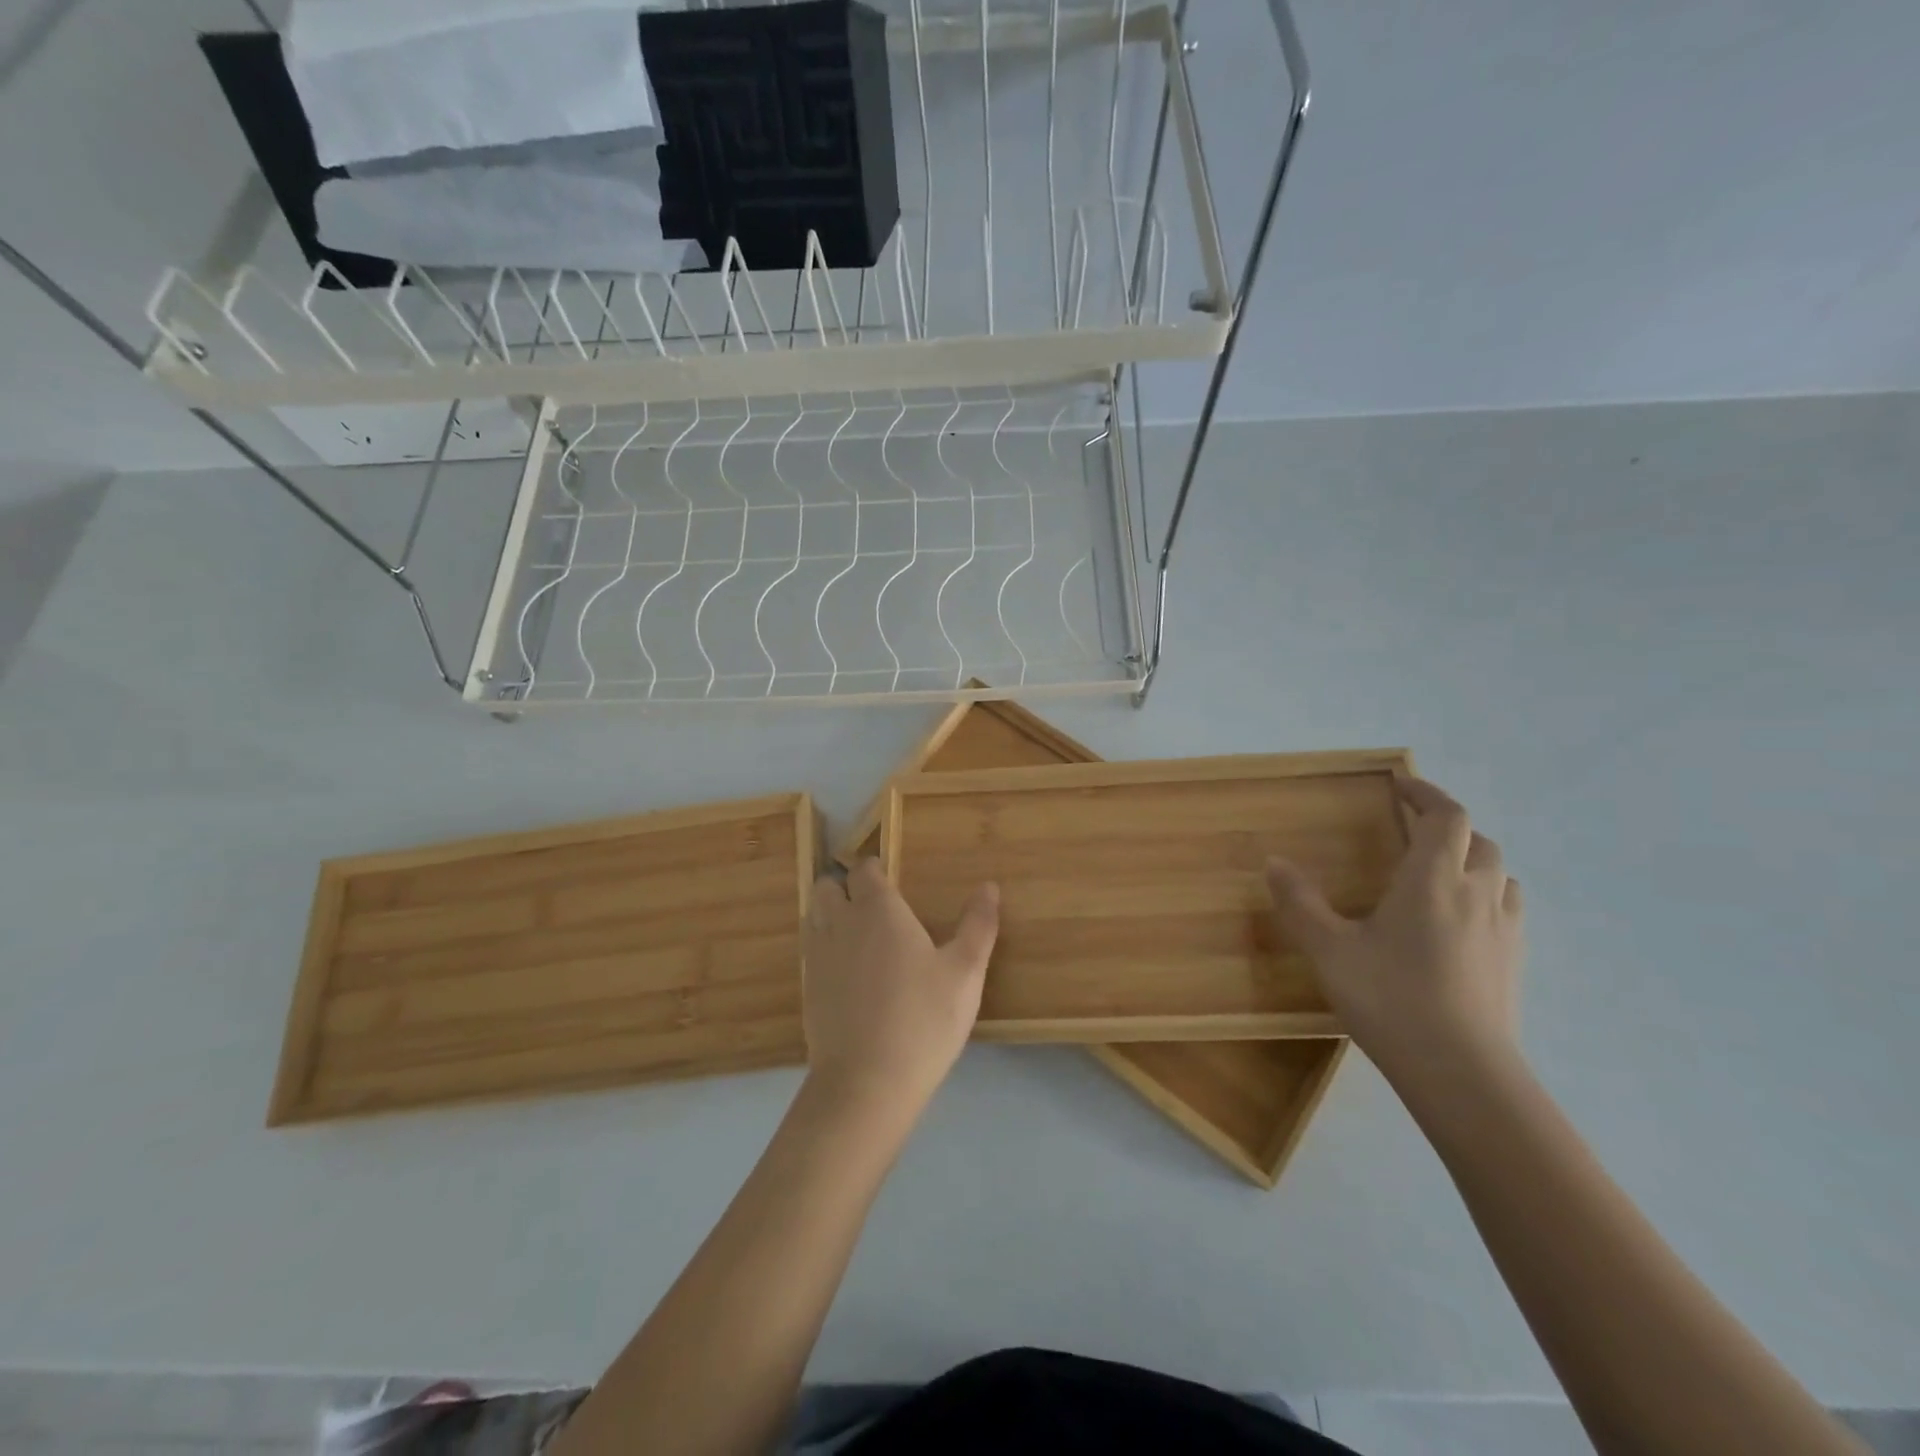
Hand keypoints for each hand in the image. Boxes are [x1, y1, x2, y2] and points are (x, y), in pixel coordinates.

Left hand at [802, 859, 999, 1115]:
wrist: (866, 1083)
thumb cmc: (923, 1019)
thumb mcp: (965, 972)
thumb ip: (978, 925)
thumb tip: (989, 886)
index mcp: (878, 910)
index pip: (864, 869)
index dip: (874, 869)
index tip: (890, 880)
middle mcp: (840, 923)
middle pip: (828, 887)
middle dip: (845, 887)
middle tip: (873, 907)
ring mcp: (817, 956)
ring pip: (813, 916)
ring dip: (829, 914)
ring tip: (858, 936)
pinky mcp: (806, 989)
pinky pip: (810, 950)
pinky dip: (823, 948)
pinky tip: (848, 974)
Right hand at [1266, 777, 1523, 1092]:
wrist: (1462, 1073)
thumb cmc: (1390, 999)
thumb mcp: (1329, 949)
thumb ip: (1300, 903)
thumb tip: (1274, 862)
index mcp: (1433, 880)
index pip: (1445, 816)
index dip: (1426, 793)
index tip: (1400, 784)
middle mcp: (1476, 894)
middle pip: (1477, 841)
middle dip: (1446, 826)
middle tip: (1412, 829)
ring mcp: (1503, 930)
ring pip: (1499, 874)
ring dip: (1472, 860)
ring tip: (1439, 872)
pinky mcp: (1515, 963)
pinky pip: (1507, 909)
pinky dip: (1485, 896)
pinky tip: (1460, 922)